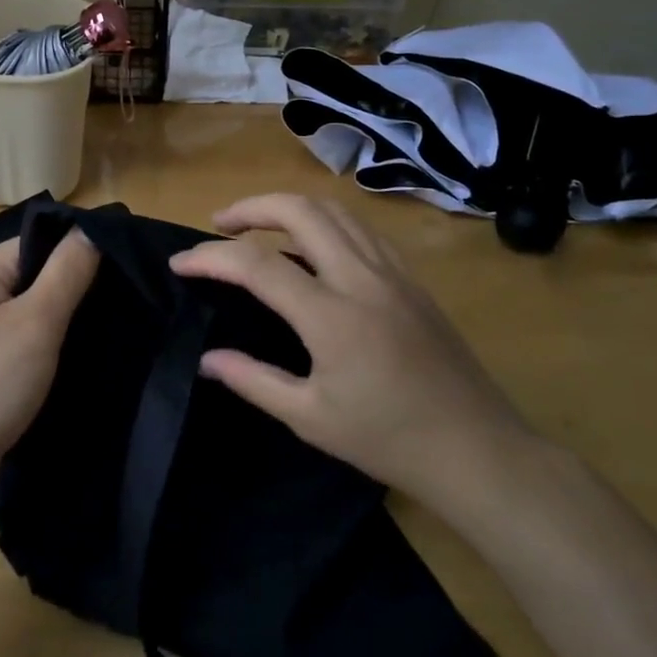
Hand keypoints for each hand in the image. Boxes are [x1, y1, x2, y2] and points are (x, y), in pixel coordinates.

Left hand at [0, 230, 100, 497]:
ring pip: (33, 309)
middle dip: (77, 286)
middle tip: (125, 298)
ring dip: (65, 318)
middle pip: (36, 273)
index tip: (126, 265)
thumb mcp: (36, 323)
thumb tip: (91, 229)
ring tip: (111, 325)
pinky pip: (23, 338)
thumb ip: (67, 272)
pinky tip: (80, 354)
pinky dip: (49, 344)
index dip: (81, 249)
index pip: (39, 241)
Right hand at [169, 194, 537, 527]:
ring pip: (334, 210)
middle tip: (219, 225)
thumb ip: (253, 380)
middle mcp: (361, 278)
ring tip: (258, 225)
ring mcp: (392, 272)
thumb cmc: (388, 440)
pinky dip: (324, 221)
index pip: (256, 265)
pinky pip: (360, 229)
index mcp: (332, 316)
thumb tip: (206, 359)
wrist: (477, 449)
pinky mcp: (411, 278)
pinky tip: (312, 246)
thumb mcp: (310, 418)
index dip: (210, 257)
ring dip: (289, 206)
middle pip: (300, 210)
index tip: (179, 263)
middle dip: (251, 207)